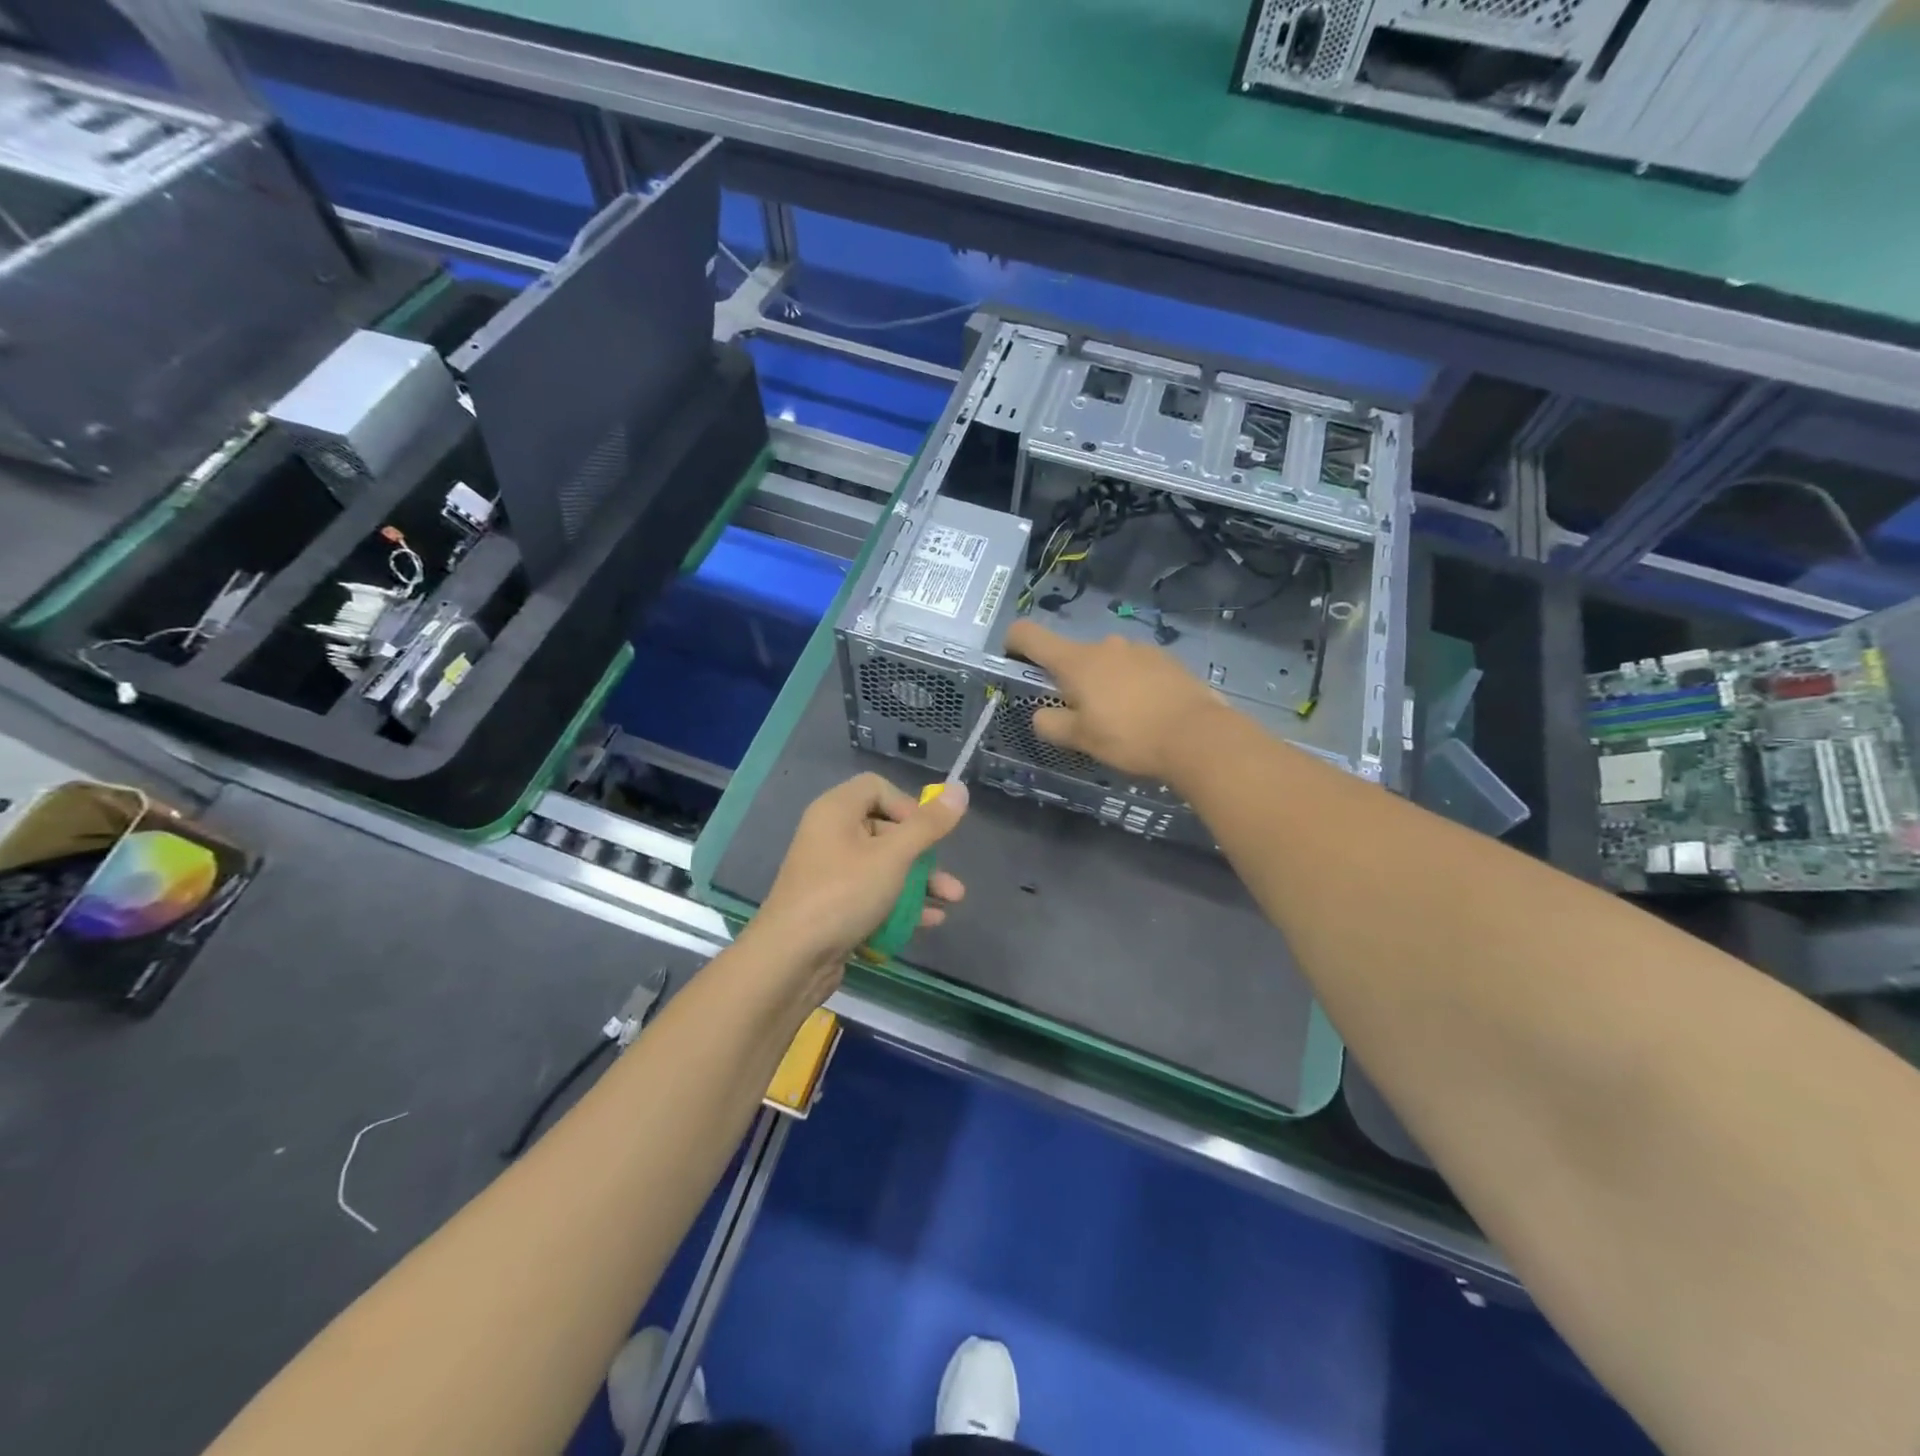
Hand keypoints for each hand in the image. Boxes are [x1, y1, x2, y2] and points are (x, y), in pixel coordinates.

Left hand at [751, 773, 967, 978]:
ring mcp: (830, 872)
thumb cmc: (843, 895)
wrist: (790, 959)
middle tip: (946, 872)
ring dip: (919, 881)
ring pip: (883, 865)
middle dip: (923, 853)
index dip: (907, 805)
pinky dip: (899, 902)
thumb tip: (960, 789)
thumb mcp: (893, 857)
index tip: (926, 833)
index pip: (877, 788)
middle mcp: (830, 835)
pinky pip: (872, 893)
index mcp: (836, 811)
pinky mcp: (833, 905)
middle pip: (885, 829)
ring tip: (953, 901)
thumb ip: (928, 826)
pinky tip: (930, 921)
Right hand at [1004, 619, 1227, 782]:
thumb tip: (1042, 715)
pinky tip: (1146, 714)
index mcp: (1076, 661)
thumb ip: (1051, 724)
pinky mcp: (1167, 660)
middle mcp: (1105, 645)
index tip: (1012, 659)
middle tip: (1081, 715)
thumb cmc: (1129, 736)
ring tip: (1120, 719)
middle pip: (1073, 655)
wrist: (1198, 736)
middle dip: (1070, 680)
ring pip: (1107, 663)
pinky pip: (1136, 669)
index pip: (1030, 635)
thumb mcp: (1080, 739)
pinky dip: (1132, 686)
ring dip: (1104, 683)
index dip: (1013, 642)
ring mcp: (1139, 649)